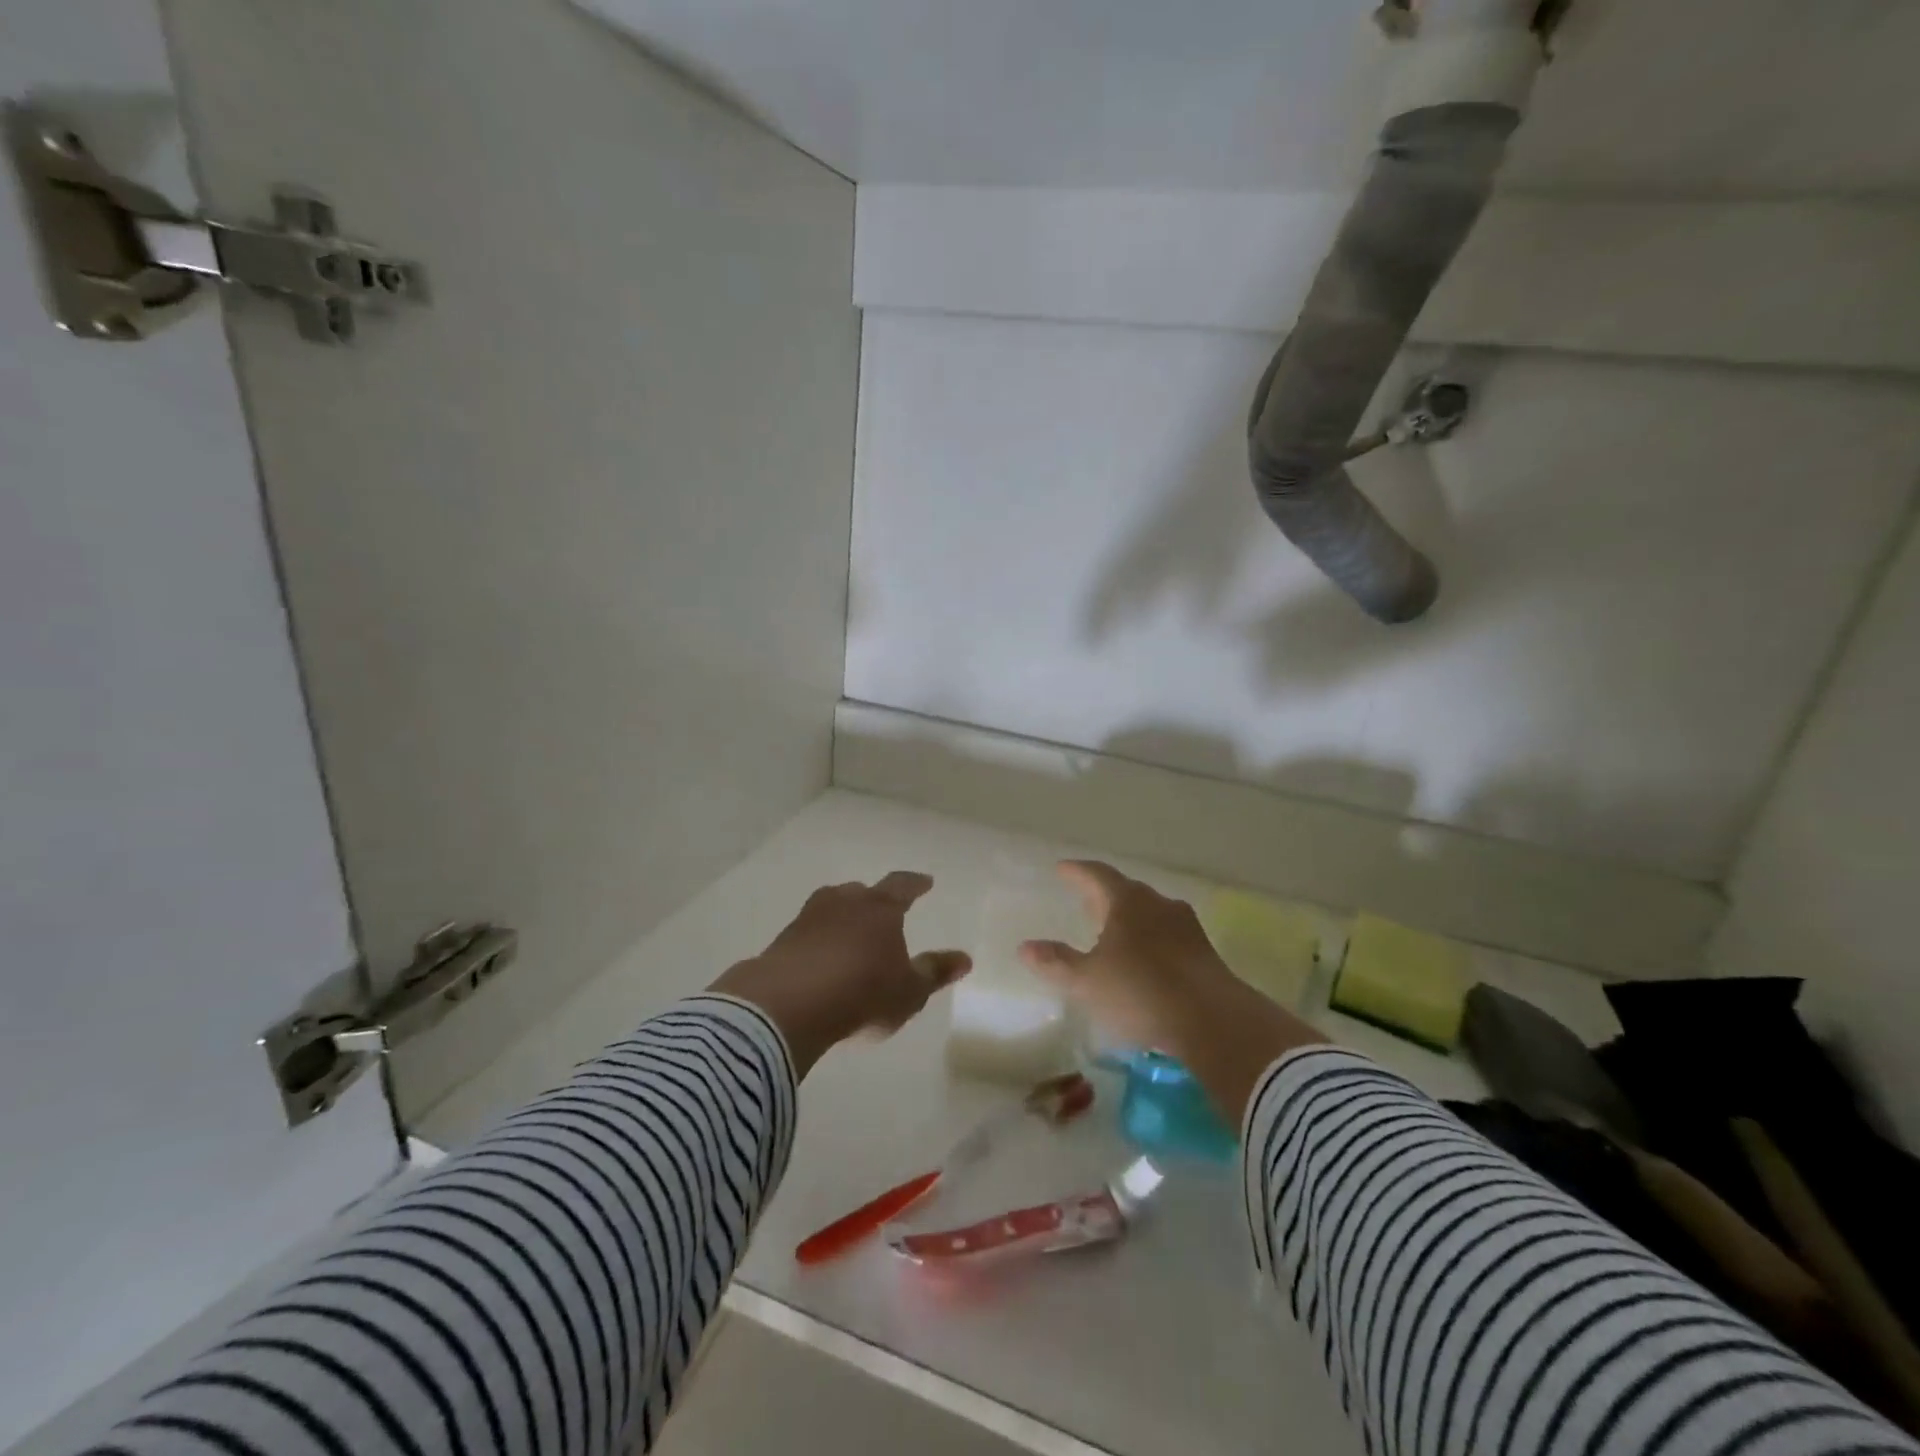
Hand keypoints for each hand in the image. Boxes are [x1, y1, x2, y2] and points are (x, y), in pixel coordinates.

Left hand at [711, 872, 969, 1075]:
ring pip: (831, 906)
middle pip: (862, 892)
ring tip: (849, 932)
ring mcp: (809, 918)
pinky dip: (817, 940)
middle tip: (882, 911)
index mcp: (880, 908)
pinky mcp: (783, 939)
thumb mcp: (909, 991)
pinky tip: (819, 959)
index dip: (915, 884)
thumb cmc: (862, 993)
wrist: (788, 1004)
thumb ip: (935, 972)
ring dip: (842, 916)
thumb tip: (965, 958)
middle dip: (873, 900)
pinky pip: (808, 932)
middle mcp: (845, 902)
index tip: (925, 881)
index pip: (902, 886)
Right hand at [1019, 860, 1324, 1120]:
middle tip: (1086, 901)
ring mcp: (1187, 927)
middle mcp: (1158, 904)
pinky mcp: (1205, 953)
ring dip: (1131, 919)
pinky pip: (1169, 936)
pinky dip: (1151, 941)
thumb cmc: (1141, 991)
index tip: (1062, 869)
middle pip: (1126, 892)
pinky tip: (1146, 961)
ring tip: (1115, 933)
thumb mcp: (1088, 981)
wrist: (1213, 1020)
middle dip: (1104, 896)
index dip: (1077, 872)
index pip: (1097, 875)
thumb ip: (1056, 962)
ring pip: (1151, 913)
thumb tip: (1025, 947)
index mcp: (1127, 902)